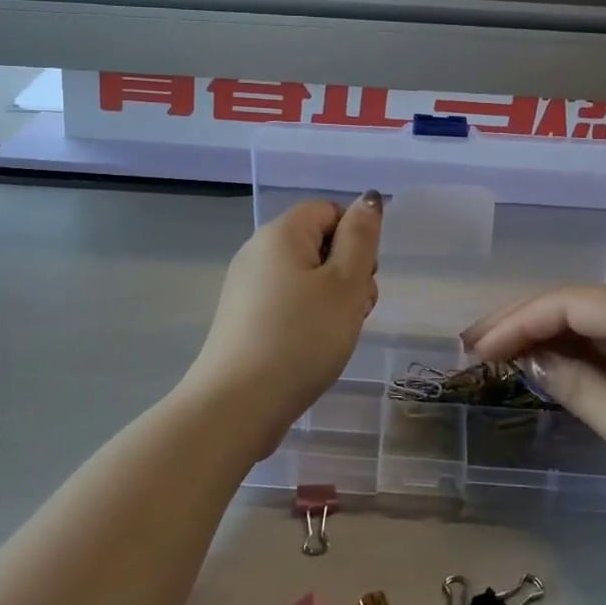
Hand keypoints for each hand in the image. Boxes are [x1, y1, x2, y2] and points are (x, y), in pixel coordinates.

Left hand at [186, 194, 382, 449]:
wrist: (237, 405)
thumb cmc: (301, 337)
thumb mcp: (345, 284)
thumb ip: (361, 237)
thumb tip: (368, 199)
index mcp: (281, 233)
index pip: (330, 210)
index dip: (356, 238)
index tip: (363, 278)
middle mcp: (258, 251)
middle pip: (318, 243)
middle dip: (347, 271)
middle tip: (356, 310)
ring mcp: (246, 286)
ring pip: (306, 276)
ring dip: (332, 299)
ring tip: (337, 335)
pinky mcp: (243, 318)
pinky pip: (287, 302)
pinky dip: (307, 317)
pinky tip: (313, 348)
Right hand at [462, 287, 605, 541]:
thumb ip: (578, 387)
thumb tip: (533, 361)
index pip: (569, 303)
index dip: (517, 321)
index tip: (477, 350)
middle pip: (580, 304)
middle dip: (525, 321)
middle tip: (475, 344)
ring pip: (597, 323)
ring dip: (549, 336)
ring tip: (501, 354)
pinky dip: (580, 354)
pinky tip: (553, 367)